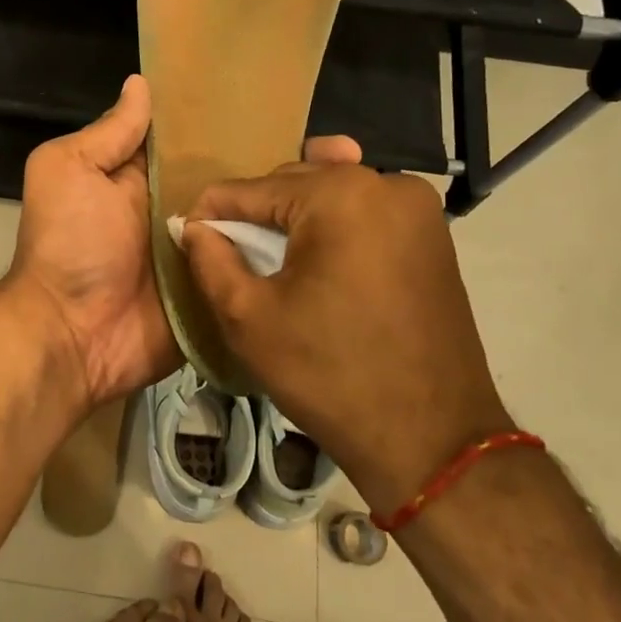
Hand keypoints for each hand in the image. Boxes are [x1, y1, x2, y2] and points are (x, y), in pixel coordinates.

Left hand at [3, 76, 370, 417]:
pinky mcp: (222, 293)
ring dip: (302, 208)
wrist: (73, 336)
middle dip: (288, 164)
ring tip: (360, 183)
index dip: (240, 123)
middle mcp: (183, 212)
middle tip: (349, 152)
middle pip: (240, 182)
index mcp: (149, 178)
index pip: (202, 142)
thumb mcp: (69, 171)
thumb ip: (109, 134)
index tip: (293, 105)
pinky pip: (259, 270)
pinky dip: (295, 257)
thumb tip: (141, 83)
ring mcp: (207, 255)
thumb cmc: (69, 244)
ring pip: (259, 224)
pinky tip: (350, 238)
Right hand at [180, 164, 512, 510]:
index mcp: (339, 195)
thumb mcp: (247, 318)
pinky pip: (364, 213)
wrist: (431, 439)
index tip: (187, 240)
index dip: (210, 214)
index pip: (249, 189)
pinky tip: (316, 258)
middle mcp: (385, 183)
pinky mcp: (433, 234)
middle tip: (229, 257)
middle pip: (292, 183)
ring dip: (294, 218)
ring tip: (269, 258)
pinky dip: (333, 227)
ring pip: (330, 194)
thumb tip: (192, 226)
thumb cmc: (329, 375)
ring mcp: (418, 207)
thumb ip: (209, 259)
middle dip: (255, 215)